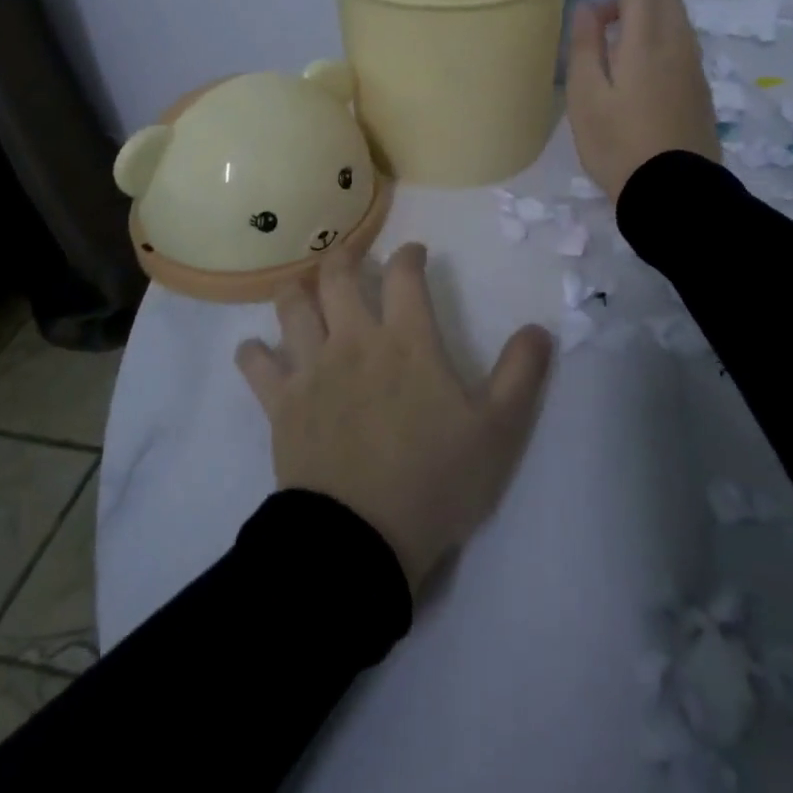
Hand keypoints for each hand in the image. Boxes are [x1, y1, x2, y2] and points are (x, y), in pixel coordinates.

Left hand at [234, 241, 553, 594]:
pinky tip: (257, 350)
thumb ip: (521, 374)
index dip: (410, 255)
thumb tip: (539, 329)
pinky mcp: (281, 404)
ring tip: (303, 288)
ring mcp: (312, 370)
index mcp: (407, 341)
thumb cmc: (436, 480)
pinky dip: (253, 352)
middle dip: (343, 256)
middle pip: (337, 277)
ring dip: (296, 290)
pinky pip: (256, 365)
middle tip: (350, 256)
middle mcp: (354, 341)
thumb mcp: (498, 430)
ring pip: (292, 308)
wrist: (361, 539)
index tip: (416, 253)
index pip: (404, 275)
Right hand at [565, 0, 720, 200]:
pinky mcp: (699, 86)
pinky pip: (680, 39)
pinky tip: (634, 60)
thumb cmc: (619, 145)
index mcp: (648, 40)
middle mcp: (678, 43)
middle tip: (598, 5)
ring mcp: (693, 65)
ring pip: (675, 15)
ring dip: (645, 9)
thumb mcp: (587, 97)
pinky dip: (657, 30)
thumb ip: (585, 46)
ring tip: (610, 36)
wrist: (674, 192)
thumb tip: (588, 8)